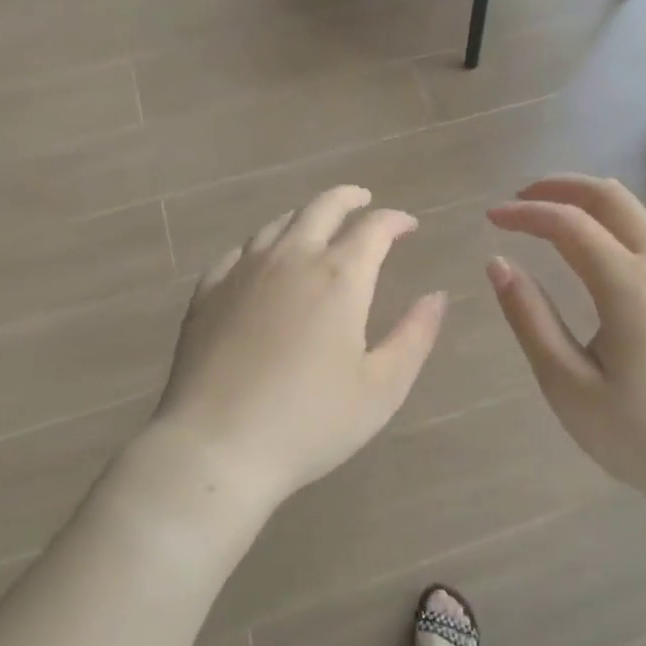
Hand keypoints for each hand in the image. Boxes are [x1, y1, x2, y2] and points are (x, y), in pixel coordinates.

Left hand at [149, 186, 446, 516]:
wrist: (216, 447)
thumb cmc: (310, 422)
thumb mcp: (381, 388)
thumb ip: (415, 336)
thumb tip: (437, 296)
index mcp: (339, 277)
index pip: (374, 227)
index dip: (395, 220)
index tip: (408, 226)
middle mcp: (291, 258)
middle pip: (322, 207)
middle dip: (349, 199)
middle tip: (364, 201)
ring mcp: (243, 271)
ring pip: (278, 223)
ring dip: (306, 216)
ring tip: (318, 226)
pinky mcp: (208, 292)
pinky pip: (240, 251)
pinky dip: (263, 245)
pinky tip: (263, 260)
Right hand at [487, 176, 645, 510]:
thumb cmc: (640, 436)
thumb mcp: (568, 385)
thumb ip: (530, 318)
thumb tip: (498, 264)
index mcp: (629, 286)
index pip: (569, 223)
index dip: (526, 213)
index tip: (490, 217)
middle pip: (611, 198)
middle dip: (561, 187)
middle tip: (520, 197)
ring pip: (636, 214)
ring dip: (589, 203)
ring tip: (548, 217)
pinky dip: (612, 225)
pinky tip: (592, 252)